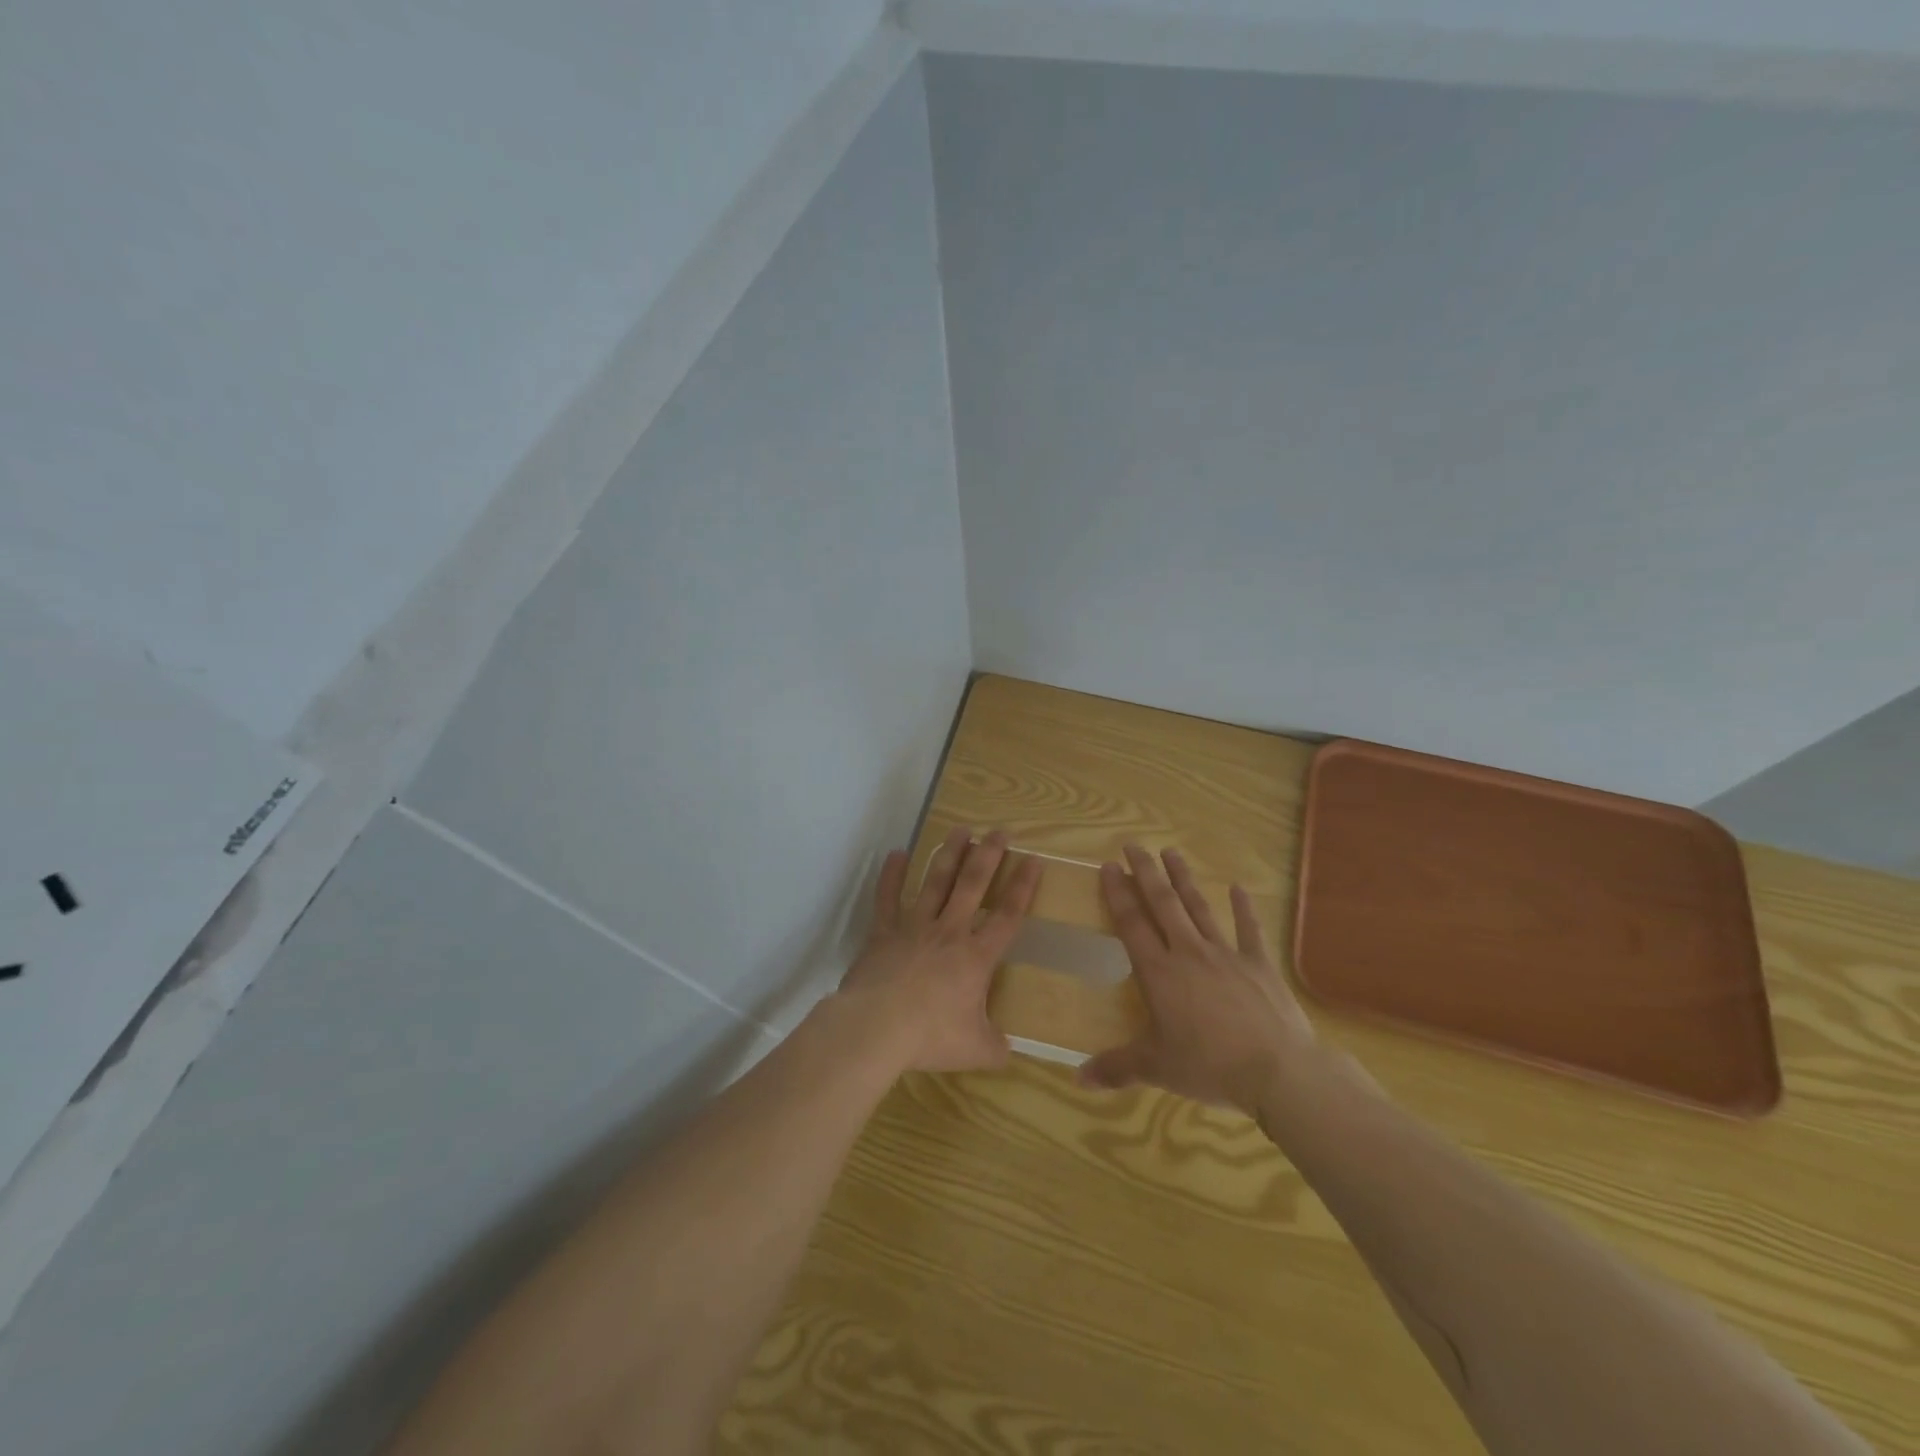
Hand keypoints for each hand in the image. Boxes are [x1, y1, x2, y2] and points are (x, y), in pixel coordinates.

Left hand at [833, 827, 1041, 1074]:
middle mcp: (949, 932)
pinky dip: (892, 875)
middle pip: (973, 885)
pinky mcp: (883, 932)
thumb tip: (1008, 1050)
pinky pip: (887, 898)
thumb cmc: (930, 1036)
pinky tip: (897, 853)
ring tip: (960, 830)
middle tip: (999, 831)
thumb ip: (996, 1047)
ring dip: (949, 855)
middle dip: (988, 856)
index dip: (1023, 887)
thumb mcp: (975, 1050)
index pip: (1007, 916)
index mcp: (976, 957)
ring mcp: (914, 927)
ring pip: (935, 882)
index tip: (1033, 860)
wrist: (877, 1027)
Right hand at [1079, 844, 1315, 1113]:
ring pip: (1199, 907)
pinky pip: (1249, 930)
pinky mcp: (1259, 964)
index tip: (1109, 866)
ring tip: (1171, 853)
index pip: (1132, 923)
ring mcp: (1226, 954)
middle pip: (1163, 904)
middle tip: (1134, 845)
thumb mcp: (1156, 1069)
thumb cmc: (1209, 1066)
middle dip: (1146, 873)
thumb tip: (1077, 1078)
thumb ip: (1116, 1067)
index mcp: (1159, 972)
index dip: (1118, 893)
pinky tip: (1238, 887)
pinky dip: (1243, 908)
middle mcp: (1188, 953)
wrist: (1277, 1071)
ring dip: (1184, 879)